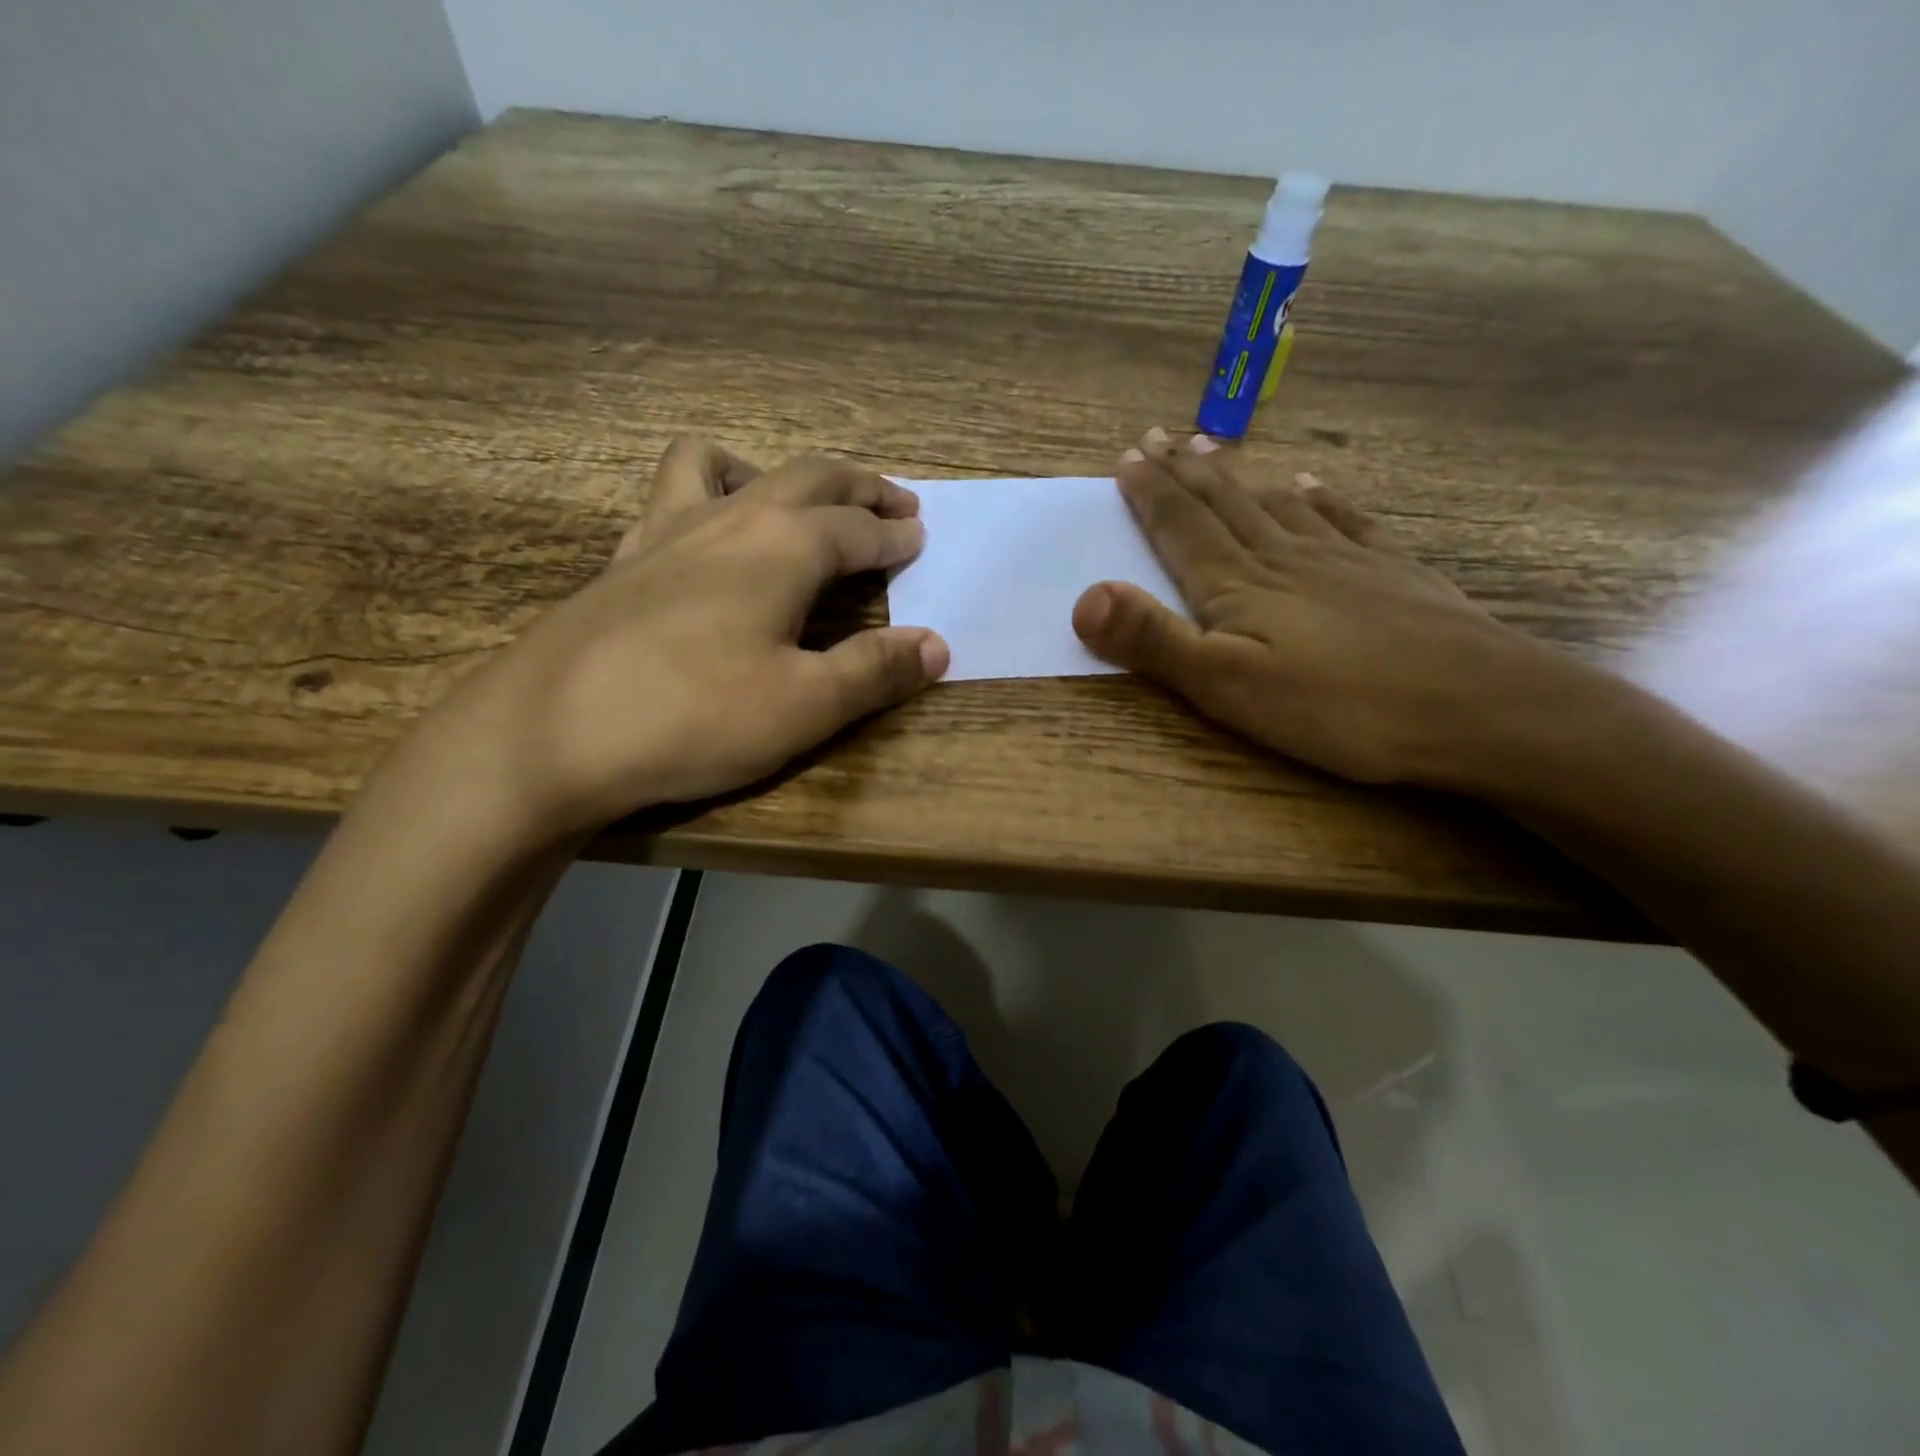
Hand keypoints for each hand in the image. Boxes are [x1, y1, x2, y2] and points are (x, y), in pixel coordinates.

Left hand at [436, 438, 947, 838]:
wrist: (547, 734)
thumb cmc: (692, 717)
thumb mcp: (805, 706)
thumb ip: (875, 671)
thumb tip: (938, 646)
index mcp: (781, 547)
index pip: (857, 529)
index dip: (895, 537)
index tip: (920, 540)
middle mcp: (727, 520)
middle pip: (806, 478)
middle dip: (858, 488)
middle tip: (895, 504)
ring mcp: (665, 533)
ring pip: (727, 468)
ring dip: (777, 474)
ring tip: (796, 504)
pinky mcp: (622, 561)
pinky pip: (671, 498)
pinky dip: (706, 495)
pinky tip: (708, 541)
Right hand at [1072, 428, 1567, 787]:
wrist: (1476, 707)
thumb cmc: (1338, 707)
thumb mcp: (1227, 687)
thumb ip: (1154, 641)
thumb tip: (1084, 596)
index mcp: (1238, 586)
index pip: (1181, 528)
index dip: (1150, 494)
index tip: (1126, 457)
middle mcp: (1283, 558)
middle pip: (1223, 504)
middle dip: (1184, 471)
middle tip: (1157, 436)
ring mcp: (1342, 560)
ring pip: (1274, 505)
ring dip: (1237, 477)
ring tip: (1214, 447)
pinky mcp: (1390, 573)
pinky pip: (1343, 520)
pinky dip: (1318, 498)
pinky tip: (1308, 484)